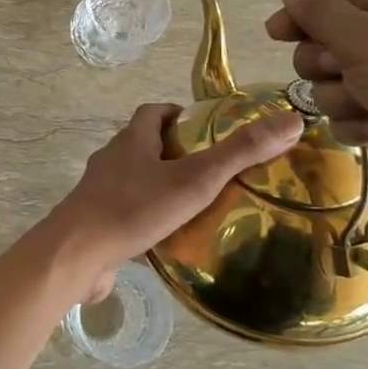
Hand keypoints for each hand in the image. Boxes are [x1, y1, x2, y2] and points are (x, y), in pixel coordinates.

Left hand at [46, 103, 303, 302]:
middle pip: (143, 146)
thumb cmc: (134, 209)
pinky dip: (146, 220)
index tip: (204, 129)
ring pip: (134, 182)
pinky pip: (125, 214)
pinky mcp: (95, 224)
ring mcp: (99, 193)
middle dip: (173, 154)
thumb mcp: (194, 179)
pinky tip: (168, 240)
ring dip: (160, 189)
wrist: (76, 256)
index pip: (152, 112)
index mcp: (131, 141)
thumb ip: (240, 153)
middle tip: (210, 172)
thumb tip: (291, 120)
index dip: (177, 115)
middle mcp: (111, 161)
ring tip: (196, 207)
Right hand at [265, 0, 367, 210]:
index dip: (301, 20)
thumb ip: (320, 15)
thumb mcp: (366, 41)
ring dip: (344, 100)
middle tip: (349, 76)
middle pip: (324, 45)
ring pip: (332, 85)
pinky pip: (349, 114)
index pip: (328, 2)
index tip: (276, 36)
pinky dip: (359, 124)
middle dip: (326, 67)